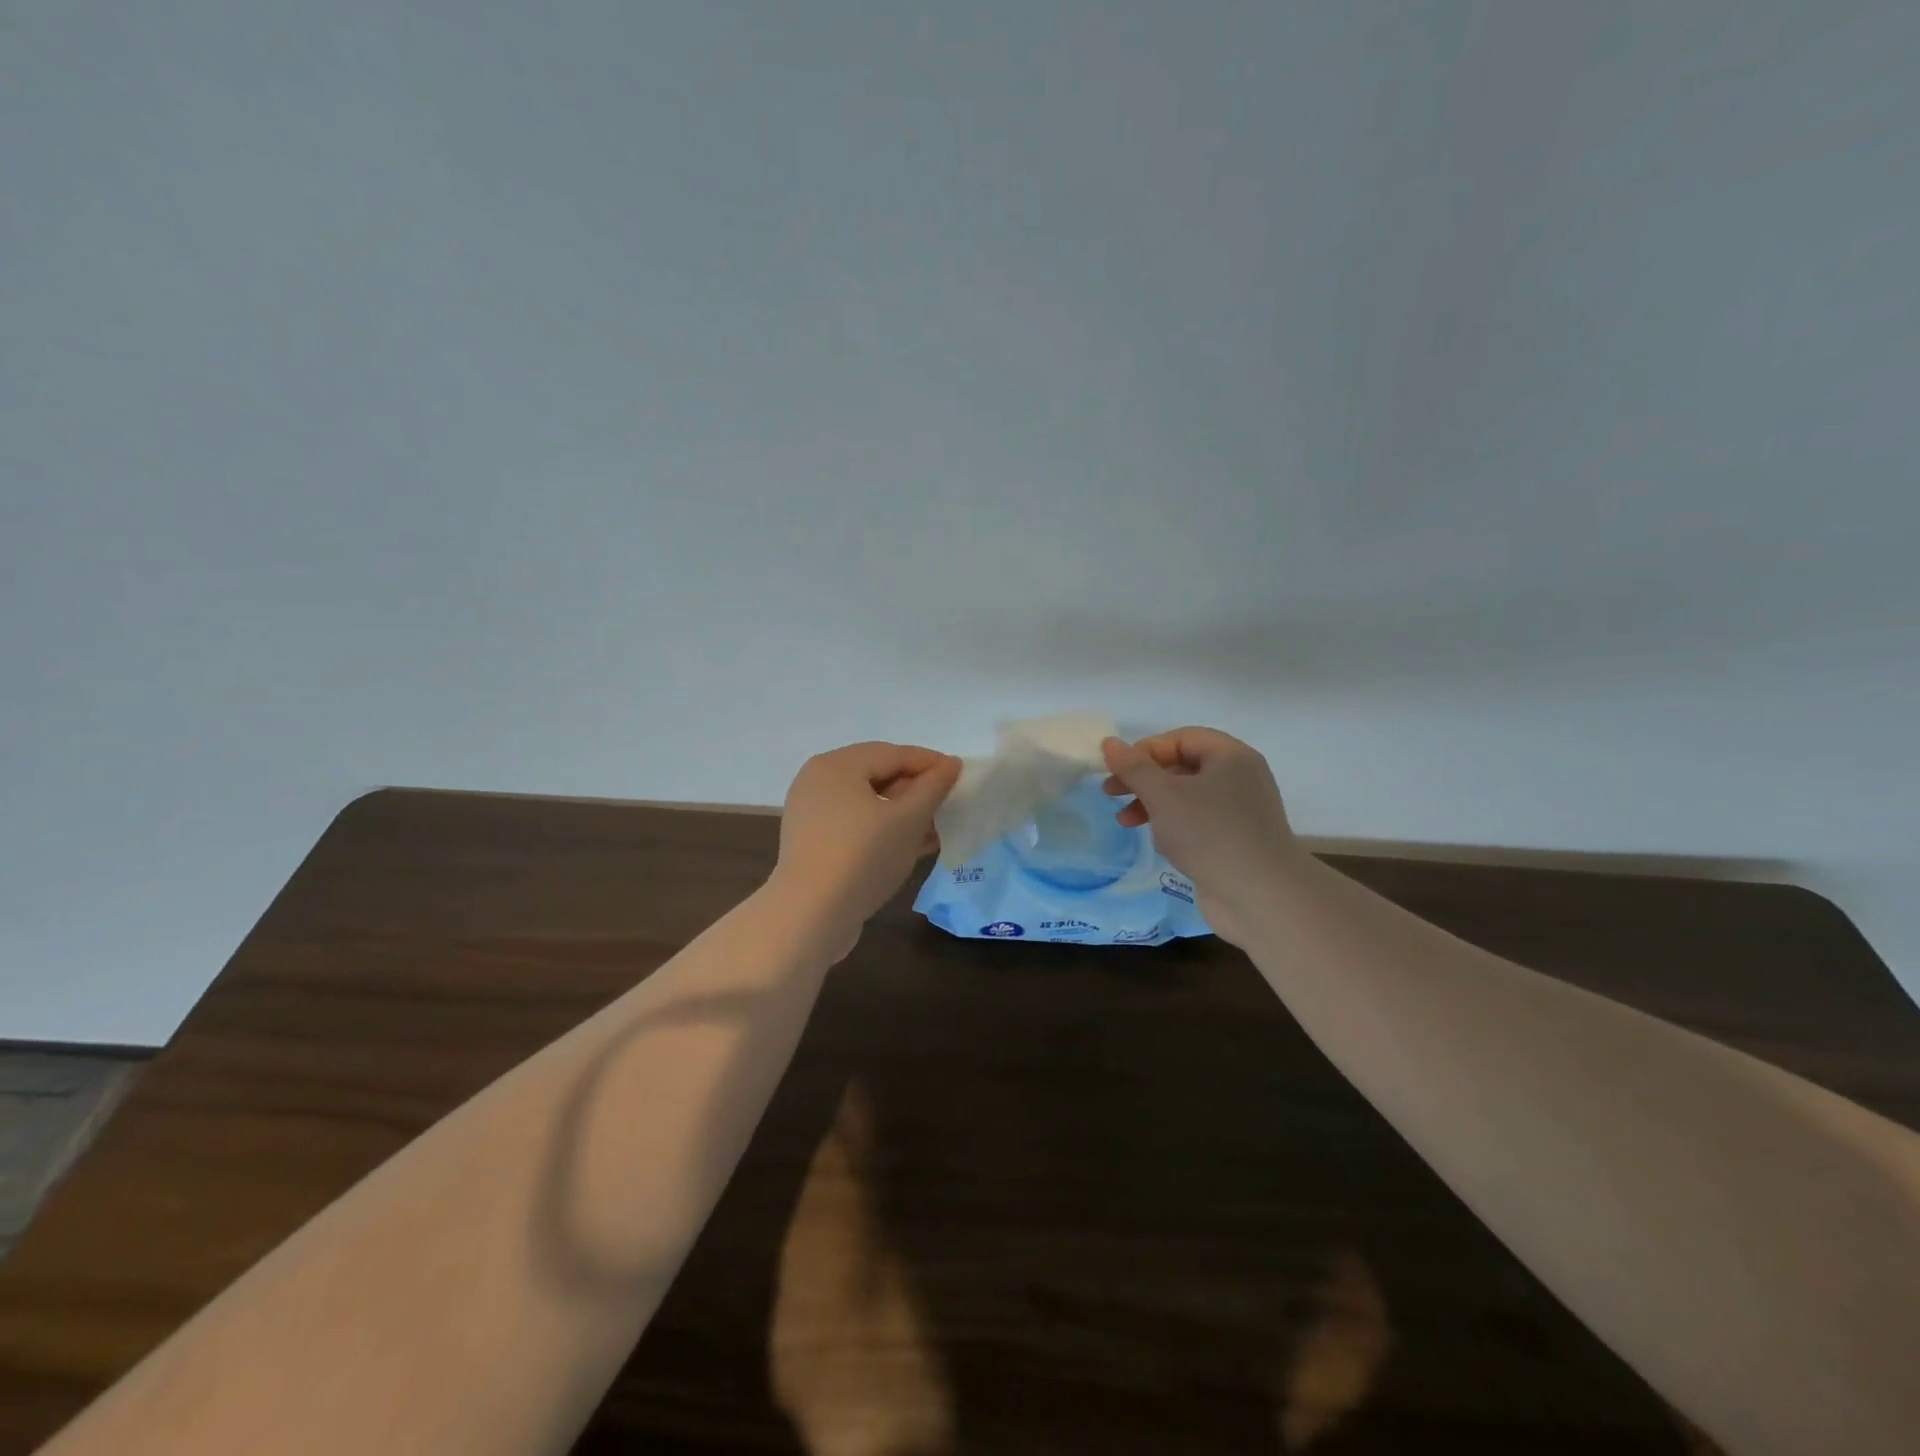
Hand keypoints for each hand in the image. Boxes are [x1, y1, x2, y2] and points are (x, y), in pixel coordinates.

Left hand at [771, 741, 962, 942]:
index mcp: (836, 765)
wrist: (810, 916)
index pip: (893, 753)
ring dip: (904, 812)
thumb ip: (932, 788)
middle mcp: (818, 781)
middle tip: (949, 802)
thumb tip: (950, 765)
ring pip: (868, 803)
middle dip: (916, 789)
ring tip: (938, 826)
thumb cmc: (862, 856)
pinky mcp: (814, 843)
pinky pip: (856, 825)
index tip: (961, 775)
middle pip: (878, 775)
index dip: (930, 763)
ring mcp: (812, 814)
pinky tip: (914, 845)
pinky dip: (884, 830)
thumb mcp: (907, 819)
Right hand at [1102, 728, 1299, 946]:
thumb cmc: (1210, 834)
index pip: (1181, 738)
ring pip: (1187, 797)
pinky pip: (1197, 823)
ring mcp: (1239, 812)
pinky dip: (1173, 826)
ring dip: (1152, 804)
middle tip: (1111, 793)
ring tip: (1125, 822)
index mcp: (1231, 757)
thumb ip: (1134, 768)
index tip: (1117, 770)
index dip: (1145, 750)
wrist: (1261, 897)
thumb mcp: (1164, 795)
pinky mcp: (1235, 842)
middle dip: (1144, 779)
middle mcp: (1240, 778)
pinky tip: (1159, 843)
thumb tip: (1109, 743)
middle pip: (1182, 766)